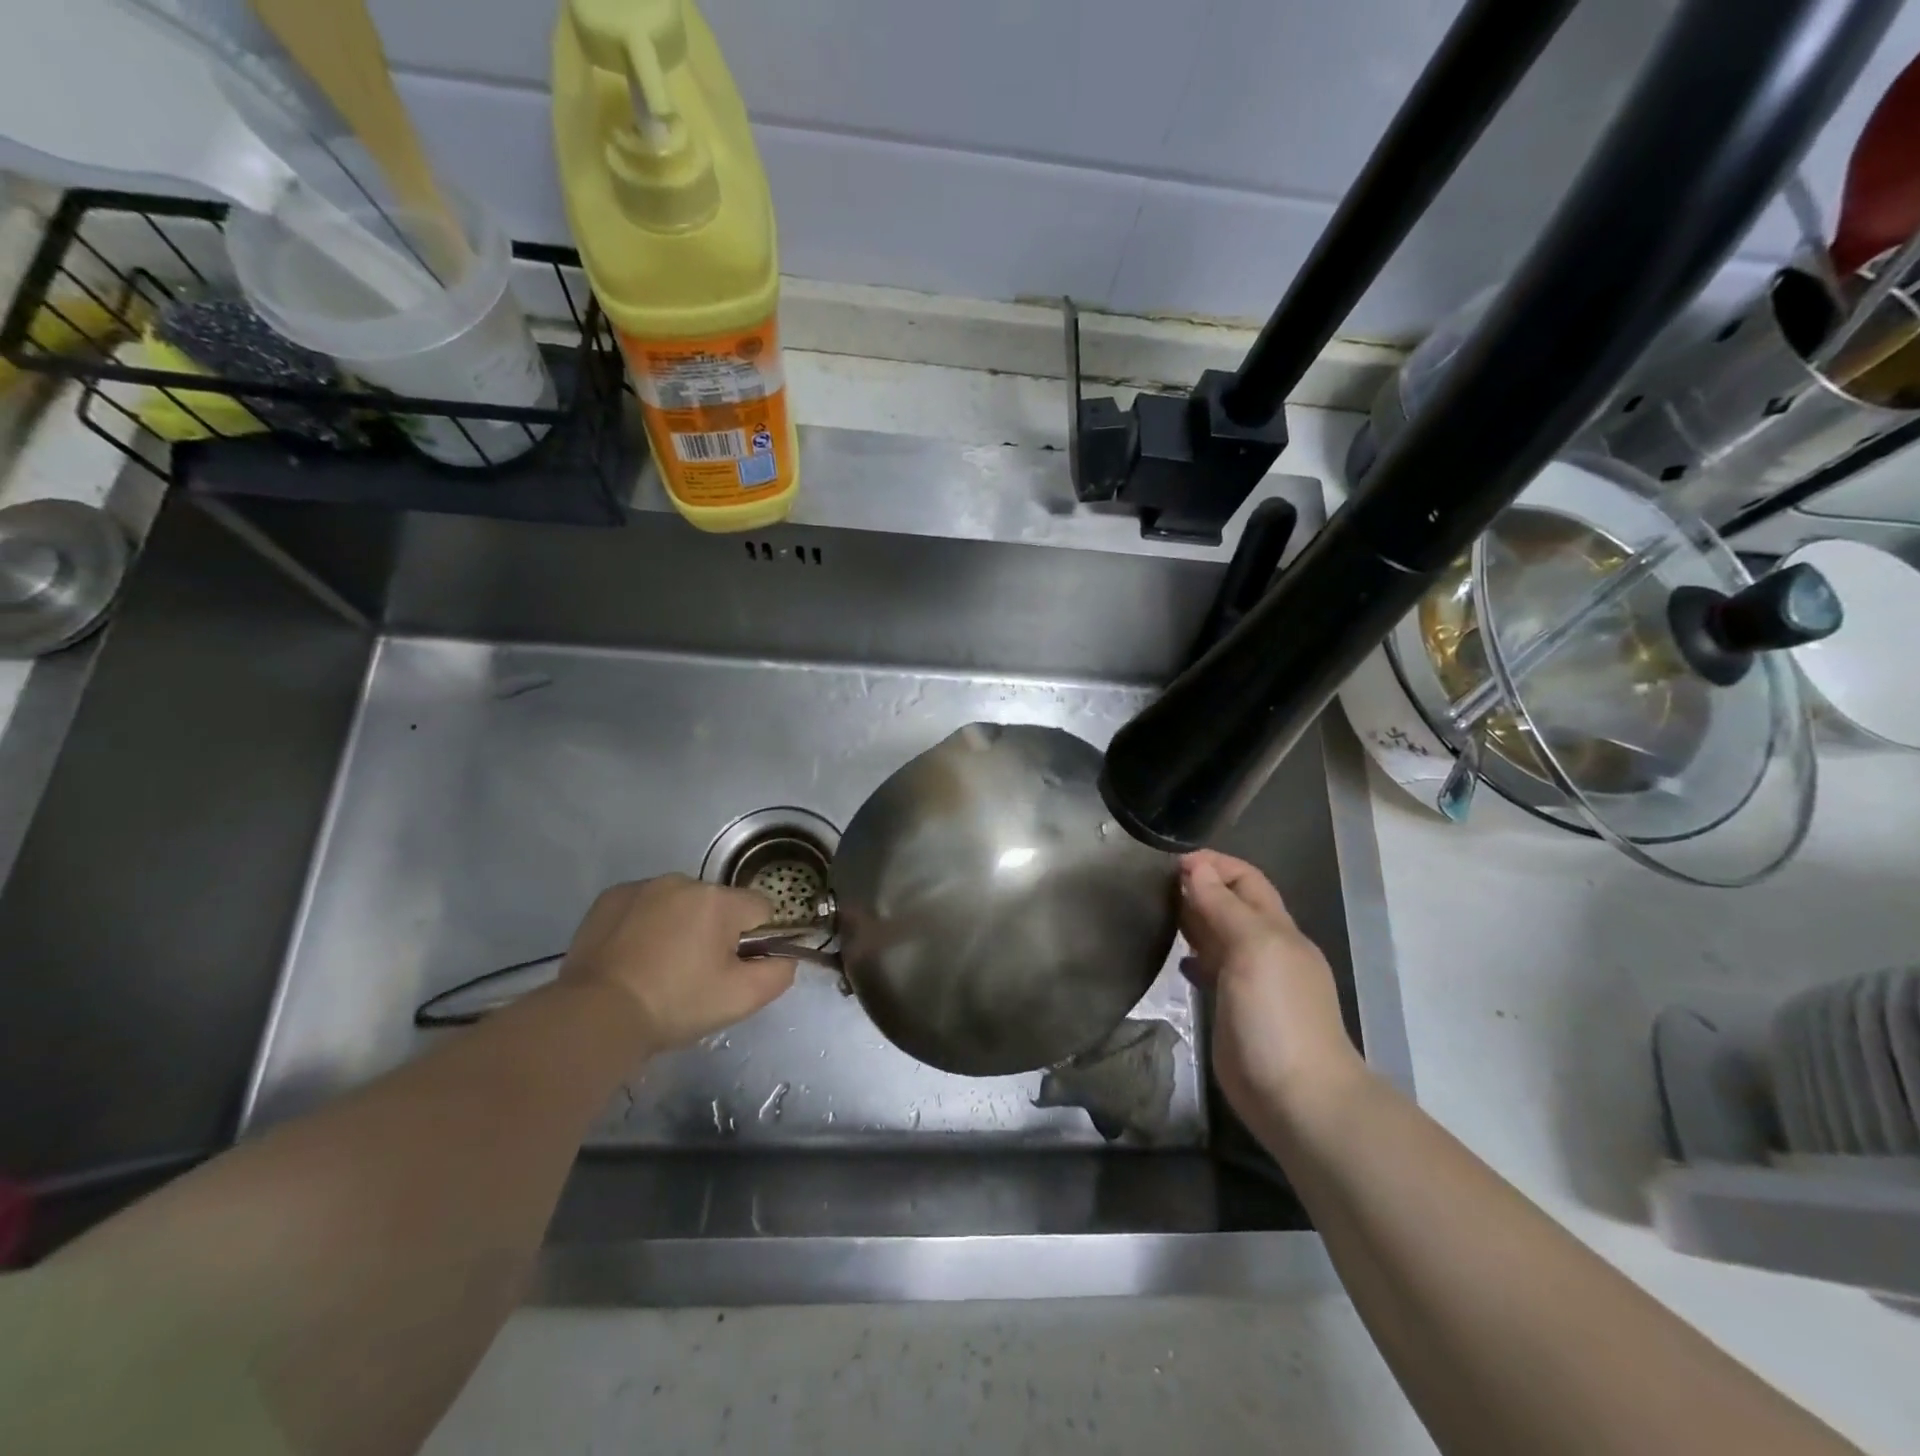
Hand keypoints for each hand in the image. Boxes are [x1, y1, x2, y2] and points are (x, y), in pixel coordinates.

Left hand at [559, 875, 794, 1052]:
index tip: (732, 968)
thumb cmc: (676, 1004)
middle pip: (718, 905)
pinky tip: (632, 956)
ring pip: (680, 903)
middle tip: (694, 974)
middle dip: (714, 932)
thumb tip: (787, 957)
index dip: (754, 940)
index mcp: (719, 901)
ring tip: (658, 967)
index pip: (760, 908)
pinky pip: (644, 905)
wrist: (596, 1015)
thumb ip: (779, 973)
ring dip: (680, 925)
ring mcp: (643, 886)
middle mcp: (683, 881)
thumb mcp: (741, 999)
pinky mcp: (610, 898)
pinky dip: (645, 924)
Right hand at [1179, 850, 1367, 1128]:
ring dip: (1192, 919)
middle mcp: (1265, 948)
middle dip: (1199, 887)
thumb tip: (1195, 867)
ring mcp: (1251, 980)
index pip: (1246, 879)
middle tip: (1153, 886)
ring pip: (1219, 935)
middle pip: (1232, 904)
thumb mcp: (1253, 948)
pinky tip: (1175, 959)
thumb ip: (1224, 906)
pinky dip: (1193, 956)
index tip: (1170, 864)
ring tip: (1156, 913)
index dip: (1213, 864)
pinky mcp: (1234, 1008)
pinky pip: (1211, 970)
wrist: (1296, 1097)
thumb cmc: (1276, 1014)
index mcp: (1276, 928)